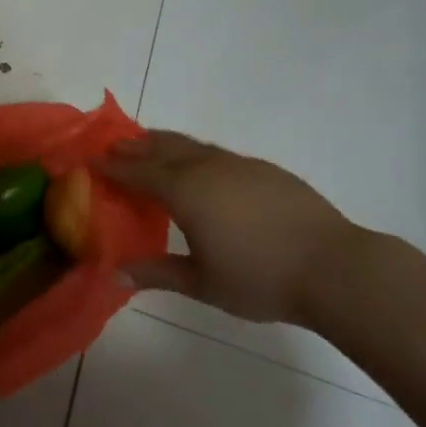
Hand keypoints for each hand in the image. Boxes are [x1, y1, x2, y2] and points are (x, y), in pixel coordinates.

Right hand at [100, 131, 364, 324]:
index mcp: (185, 191)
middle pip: (163, 147)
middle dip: (136, 146)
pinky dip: (197, 153)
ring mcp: (240, 165)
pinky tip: (203, 168)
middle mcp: (208, 168)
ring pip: (193, 145)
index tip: (92, 161)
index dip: (114, 166)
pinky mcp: (266, 170)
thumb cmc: (259, 278)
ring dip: (166, 143)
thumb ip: (157, 274)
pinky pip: (218, 153)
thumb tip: (113, 275)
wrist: (333, 267)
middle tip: (115, 146)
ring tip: (151, 146)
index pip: (139, 171)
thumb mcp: (202, 283)